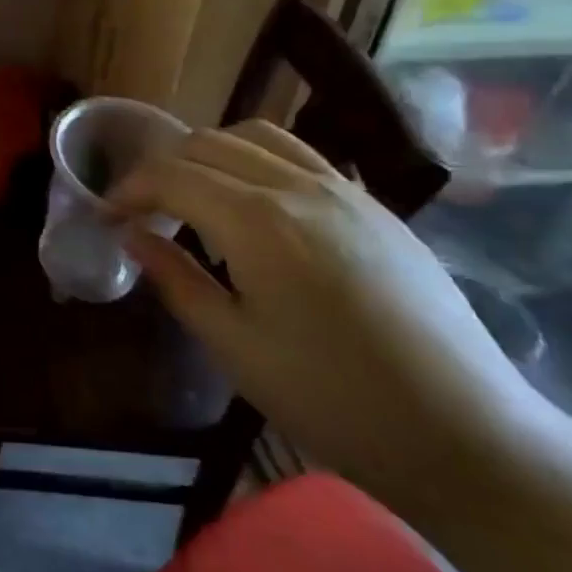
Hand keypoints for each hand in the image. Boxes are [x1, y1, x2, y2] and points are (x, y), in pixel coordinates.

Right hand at [109, 120, 547, 508]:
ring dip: (211, 154)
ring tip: (195, 194)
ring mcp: (346, 190)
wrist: (465, 434)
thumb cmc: (332, 399)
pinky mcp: (376, 207)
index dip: (129, 189)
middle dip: (163, 167)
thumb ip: (176, 280)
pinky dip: (258, 160)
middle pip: (209, 144)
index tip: (106, 215)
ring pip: (258, 136)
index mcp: (258, 222)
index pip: (172, 176)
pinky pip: (302, 156)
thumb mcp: (234, 346)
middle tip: (143, 209)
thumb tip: (132, 235)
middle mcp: (299, 187)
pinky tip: (256, 205)